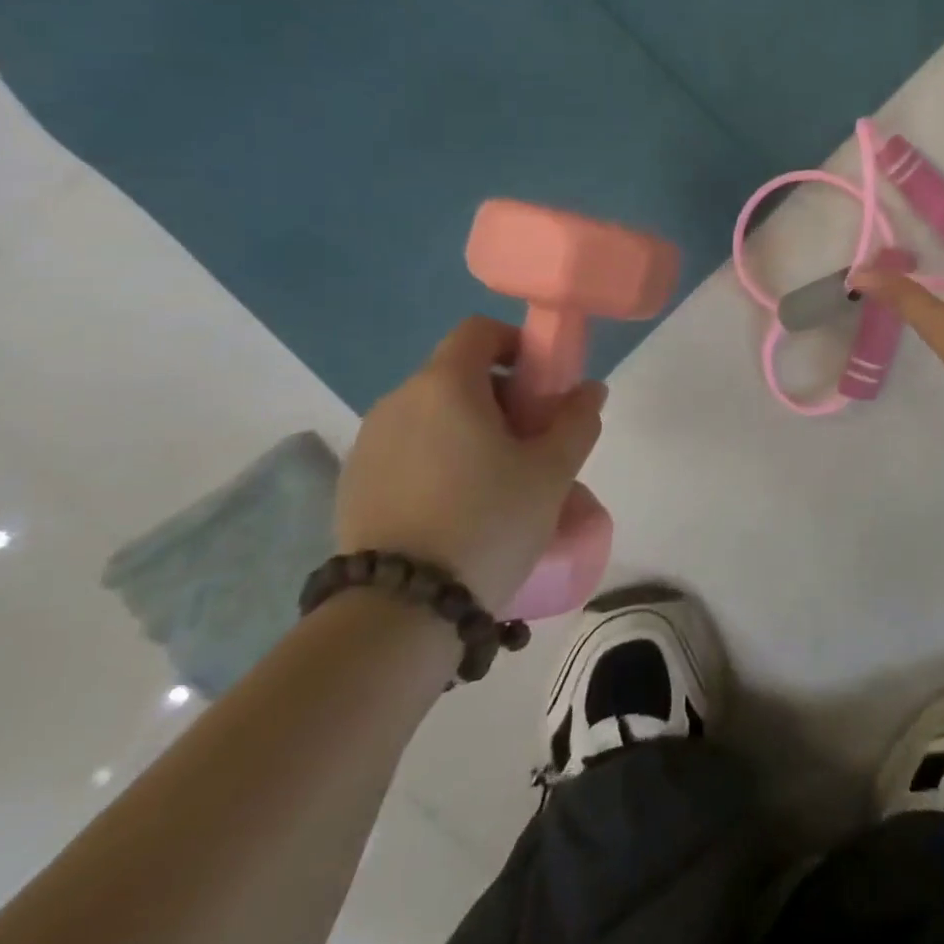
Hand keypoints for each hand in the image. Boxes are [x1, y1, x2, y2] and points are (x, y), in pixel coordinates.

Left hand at [335, 316, 607, 613]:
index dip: (516, 344)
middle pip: (456, 373)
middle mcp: (398, 401)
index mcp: (445, 385)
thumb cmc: (488, 521)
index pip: (479, 332)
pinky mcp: (353, 483)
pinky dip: (437, 457)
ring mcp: (369, 443)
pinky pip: (407, 449)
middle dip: (500, 394)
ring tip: (496, 478)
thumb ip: (577, 421)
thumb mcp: (552, 472)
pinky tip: (456, 506)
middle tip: (530, 440)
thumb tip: (590, 390)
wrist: (398, 612)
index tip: (541, 385)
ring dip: (468, 427)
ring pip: (431, 413)